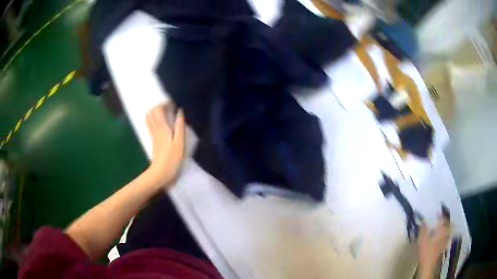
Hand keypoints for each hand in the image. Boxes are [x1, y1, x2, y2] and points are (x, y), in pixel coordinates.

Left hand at [145, 103, 184, 187]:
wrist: (160, 173)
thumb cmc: (172, 159)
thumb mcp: (180, 142)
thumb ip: (180, 126)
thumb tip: (180, 111)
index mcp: (162, 127)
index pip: (158, 109)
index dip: (165, 103)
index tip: (174, 104)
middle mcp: (155, 129)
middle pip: (151, 111)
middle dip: (159, 106)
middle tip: (170, 108)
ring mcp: (152, 134)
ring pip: (149, 117)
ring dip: (156, 112)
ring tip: (166, 114)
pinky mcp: (153, 140)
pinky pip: (150, 124)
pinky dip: (155, 119)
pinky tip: (163, 123)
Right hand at [417, 218, 449, 278]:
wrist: (428, 265)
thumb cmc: (426, 251)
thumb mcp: (422, 240)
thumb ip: (423, 230)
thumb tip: (422, 221)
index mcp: (441, 230)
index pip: (443, 219)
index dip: (441, 215)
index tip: (438, 212)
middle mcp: (445, 233)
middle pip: (447, 224)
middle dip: (445, 220)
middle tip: (441, 218)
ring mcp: (445, 240)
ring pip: (448, 230)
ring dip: (446, 227)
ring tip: (443, 226)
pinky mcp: (443, 246)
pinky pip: (447, 237)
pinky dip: (446, 234)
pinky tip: (442, 236)